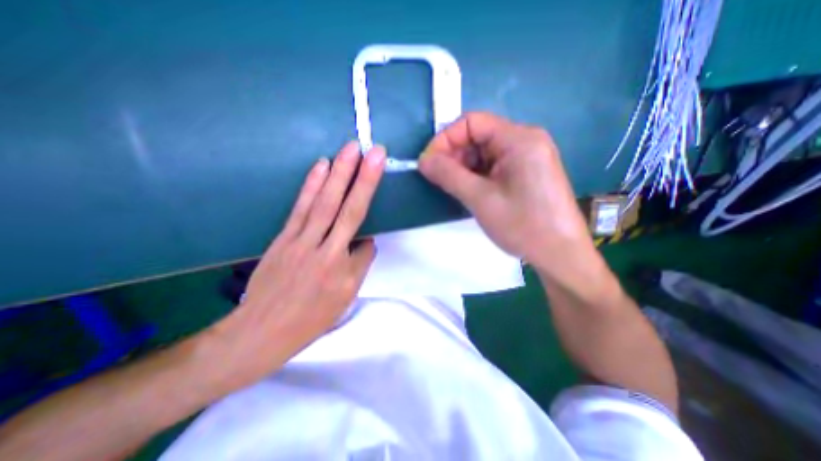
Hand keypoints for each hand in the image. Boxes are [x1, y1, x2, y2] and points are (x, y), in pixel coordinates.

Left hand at [203, 140, 386, 388]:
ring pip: (323, 202)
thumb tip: (363, 240)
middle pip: (346, 208)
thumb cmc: (311, 317)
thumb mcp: (345, 296)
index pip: (363, 234)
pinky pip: (301, 207)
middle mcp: (323, 248)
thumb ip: (359, 264)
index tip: (377, 172)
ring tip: (350, 149)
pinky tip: (321, 166)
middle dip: (362, 177)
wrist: (262, 331)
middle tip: (373, 151)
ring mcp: (300, 239)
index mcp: (341, 267)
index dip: (369, 209)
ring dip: (338, 173)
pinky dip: (311, 185)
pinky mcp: (284, 236)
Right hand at [424, 112, 596, 282]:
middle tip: (439, 179)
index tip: (429, 163)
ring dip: (464, 168)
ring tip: (454, 189)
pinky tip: (471, 191)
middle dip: (454, 155)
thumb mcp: (480, 199)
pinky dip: (477, 176)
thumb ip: (448, 175)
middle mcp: (525, 141)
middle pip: (478, 136)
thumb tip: (422, 159)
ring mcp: (528, 157)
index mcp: (518, 139)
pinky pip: (494, 166)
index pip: (472, 122)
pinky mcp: (527, 173)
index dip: (446, 139)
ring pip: (484, 153)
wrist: (560, 254)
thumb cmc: (522, 225)